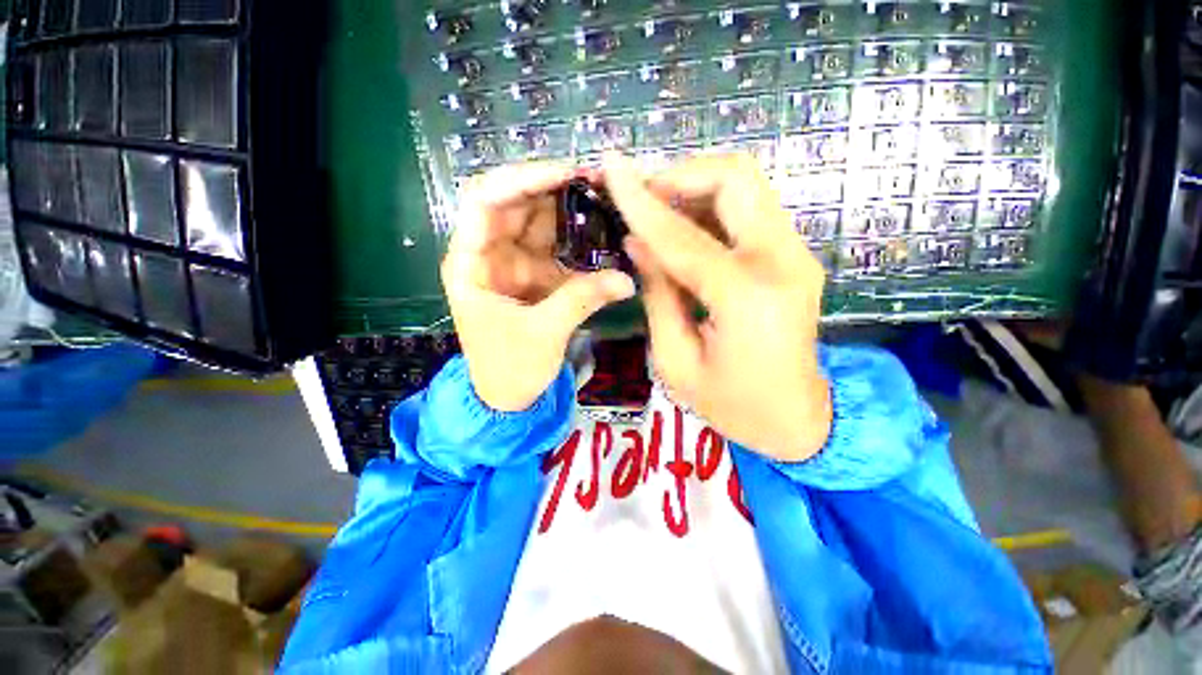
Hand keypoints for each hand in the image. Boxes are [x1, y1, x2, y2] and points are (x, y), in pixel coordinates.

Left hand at [442, 163, 635, 411]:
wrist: (508, 398)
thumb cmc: (509, 369)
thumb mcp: (544, 334)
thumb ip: (582, 300)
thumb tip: (627, 279)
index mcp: (471, 264)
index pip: (484, 201)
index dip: (523, 180)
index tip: (568, 174)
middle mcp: (489, 254)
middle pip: (517, 204)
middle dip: (555, 188)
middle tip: (599, 181)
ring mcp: (515, 262)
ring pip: (540, 221)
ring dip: (571, 210)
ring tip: (607, 199)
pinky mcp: (536, 275)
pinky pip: (558, 247)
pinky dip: (580, 240)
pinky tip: (604, 230)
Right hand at [603, 153, 831, 461]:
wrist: (798, 419)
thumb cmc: (731, 405)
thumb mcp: (676, 360)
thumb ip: (657, 294)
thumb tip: (637, 242)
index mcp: (746, 298)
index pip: (682, 235)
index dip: (640, 201)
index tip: (610, 168)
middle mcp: (781, 261)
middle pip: (734, 177)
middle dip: (678, 176)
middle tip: (639, 197)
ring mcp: (796, 254)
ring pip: (745, 185)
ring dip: (693, 187)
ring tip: (655, 212)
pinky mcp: (794, 256)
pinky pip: (749, 209)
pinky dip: (710, 207)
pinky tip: (682, 229)